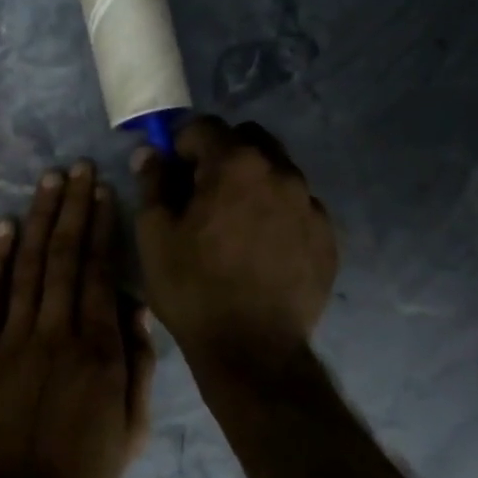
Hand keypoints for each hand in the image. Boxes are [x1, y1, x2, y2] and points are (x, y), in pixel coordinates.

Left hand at [0, 161, 156, 477]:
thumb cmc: (84, 469)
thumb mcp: (134, 428)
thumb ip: (140, 364)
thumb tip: (136, 303)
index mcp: (99, 349)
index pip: (100, 272)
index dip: (101, 227)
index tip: (102, 192)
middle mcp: (57, 331)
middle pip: (65, 257)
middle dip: (72, 208)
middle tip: (76, 169)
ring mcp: (14, 338)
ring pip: (30, 266)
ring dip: (40, 220)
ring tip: (48, 182)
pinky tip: (7, 227)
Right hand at [133, 117, 337, 366]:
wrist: (253, 350)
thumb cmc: (193, 289)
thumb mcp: (155, 236)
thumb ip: (152, 184)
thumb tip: (150, 153)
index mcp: (236, 165)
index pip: (205, 126)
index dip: (181, 144)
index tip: (172, 172)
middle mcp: (281, 172)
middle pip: (249, 140)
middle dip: (222, 155)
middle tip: (202, 194)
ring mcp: (310, 205)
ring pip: (277, 172)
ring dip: (252, 183)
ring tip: (233, 225)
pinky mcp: (327, 236)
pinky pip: (298, 207)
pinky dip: (277, 213)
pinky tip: (260, 249)